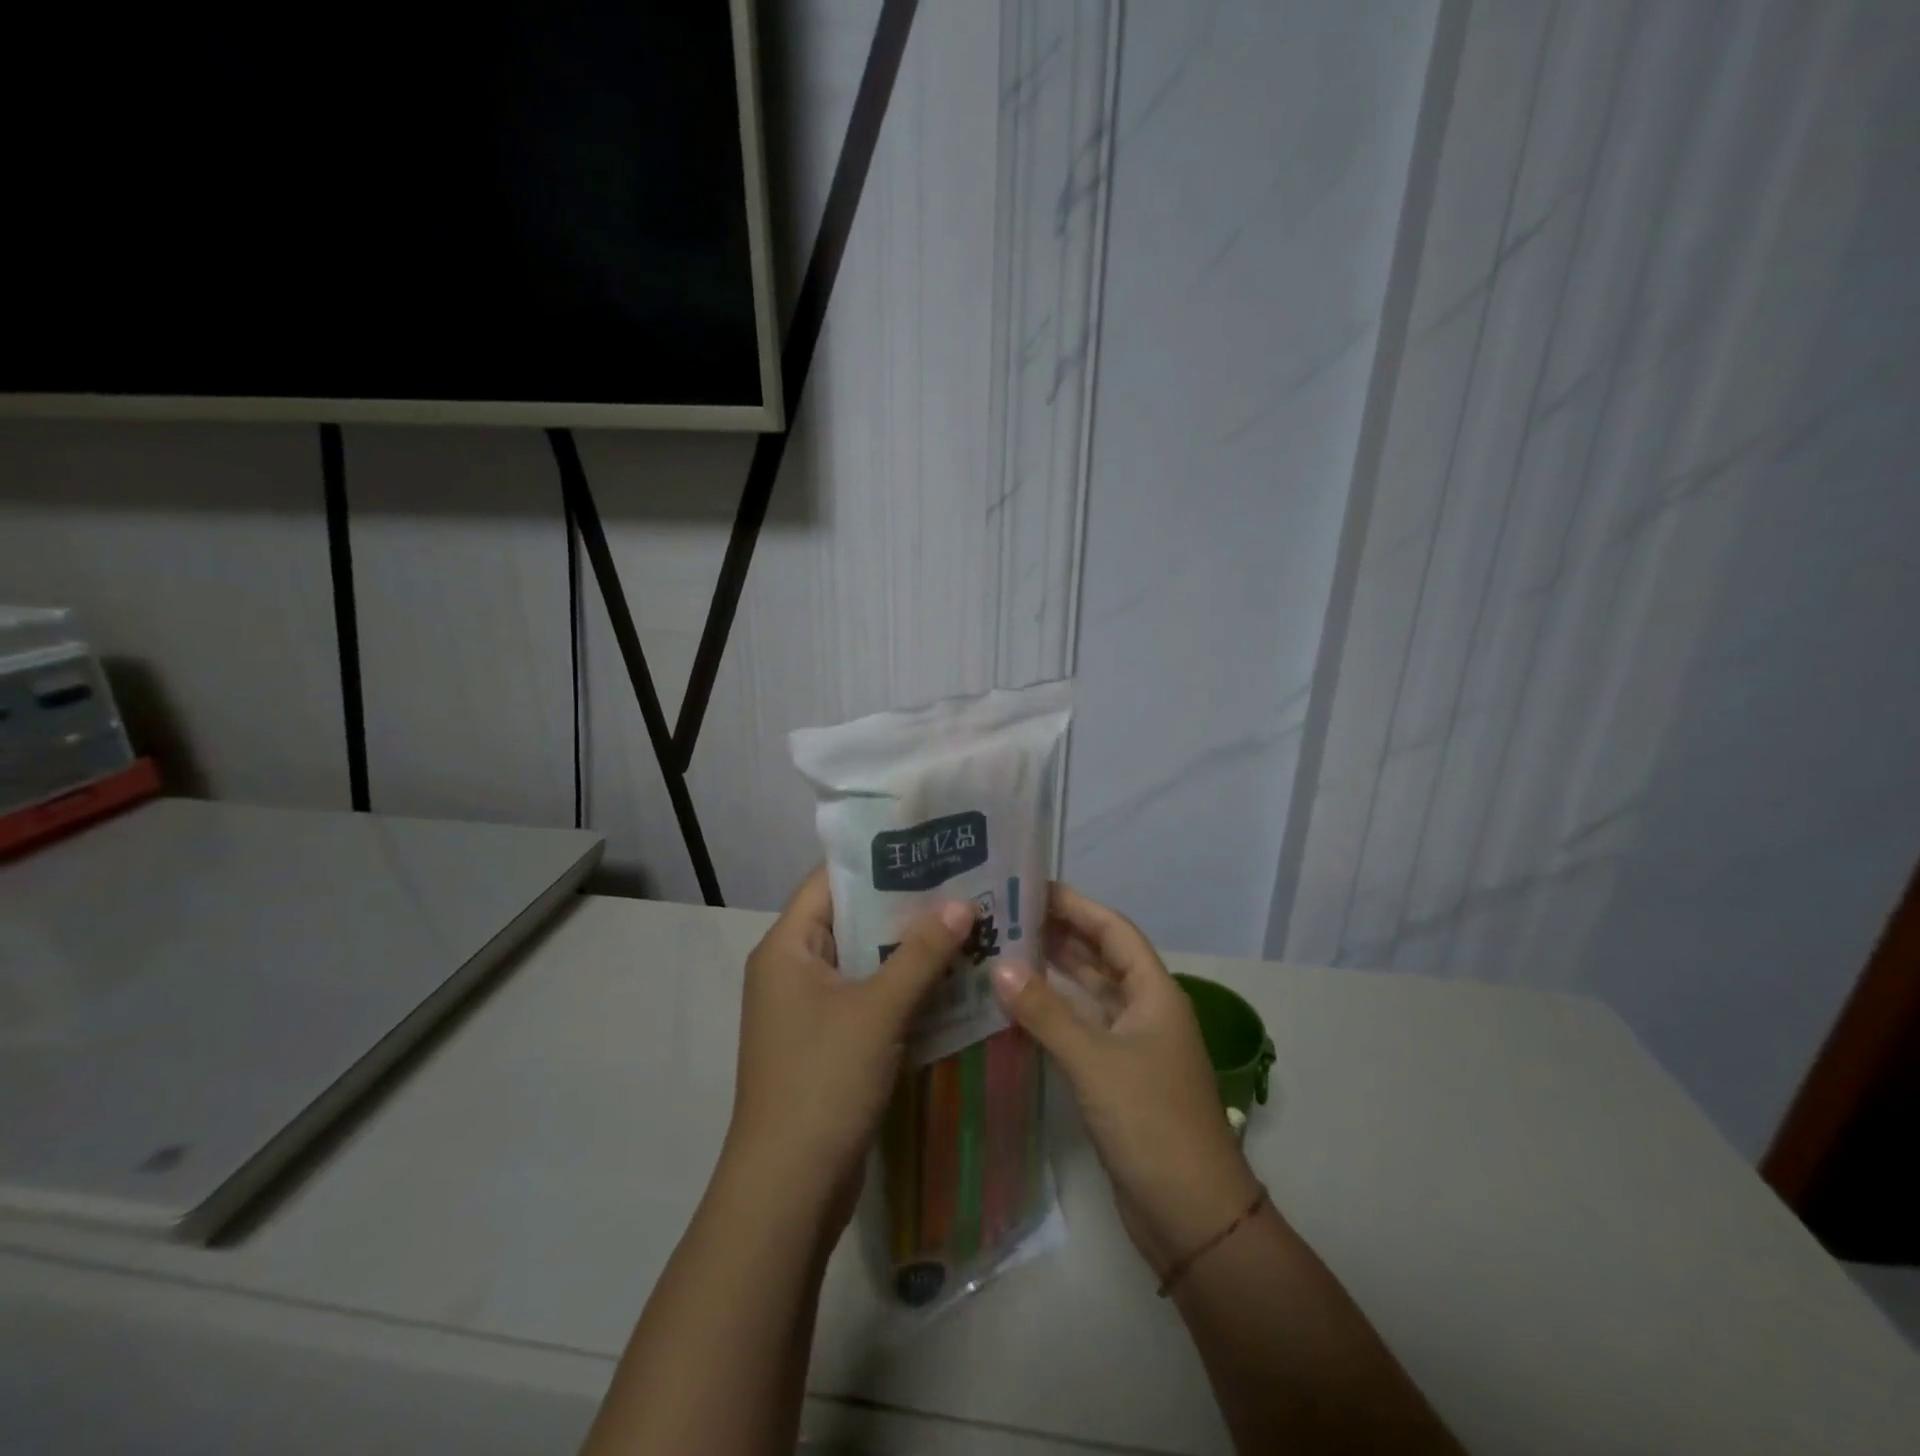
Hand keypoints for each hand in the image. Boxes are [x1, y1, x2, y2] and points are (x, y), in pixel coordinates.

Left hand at [724, 866, 974, 1232]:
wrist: (788, 1191)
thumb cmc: (823, 1082)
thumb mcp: (878, 1011)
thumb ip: (921, 953)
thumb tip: (963, 902)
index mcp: (787, 947)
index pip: (830, 881)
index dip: (878, 860)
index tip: (930, 847)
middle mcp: (792, 968)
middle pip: (852, 918)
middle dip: (905, 905)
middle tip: (962, 884)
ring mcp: (809, 1008)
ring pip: (864, 960)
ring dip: (909, 948)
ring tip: (967, 923)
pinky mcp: (828, 1041)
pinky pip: (868, 996)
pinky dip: (903, 986)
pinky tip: (951, 978)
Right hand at [990, 883, 1259, 1273]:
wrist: (1192, 1215)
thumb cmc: (1151, 1122)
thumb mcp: (1095, 1061)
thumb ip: (1046, 1012)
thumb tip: (999, 967)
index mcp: (1154, 992)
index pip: (1113, 930)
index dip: (1076, 905)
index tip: (1031, 886)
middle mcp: (1145, 1009)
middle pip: (1100, 957)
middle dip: (1059, 934)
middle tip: (1005, 916)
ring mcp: (1131, 1044)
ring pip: (1089, 993)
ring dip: (1053, 972)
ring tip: (1003, 949)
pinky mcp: (1116, 1075)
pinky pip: (1081, 1027)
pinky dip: (1053, 1012)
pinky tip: (1017, 1006)